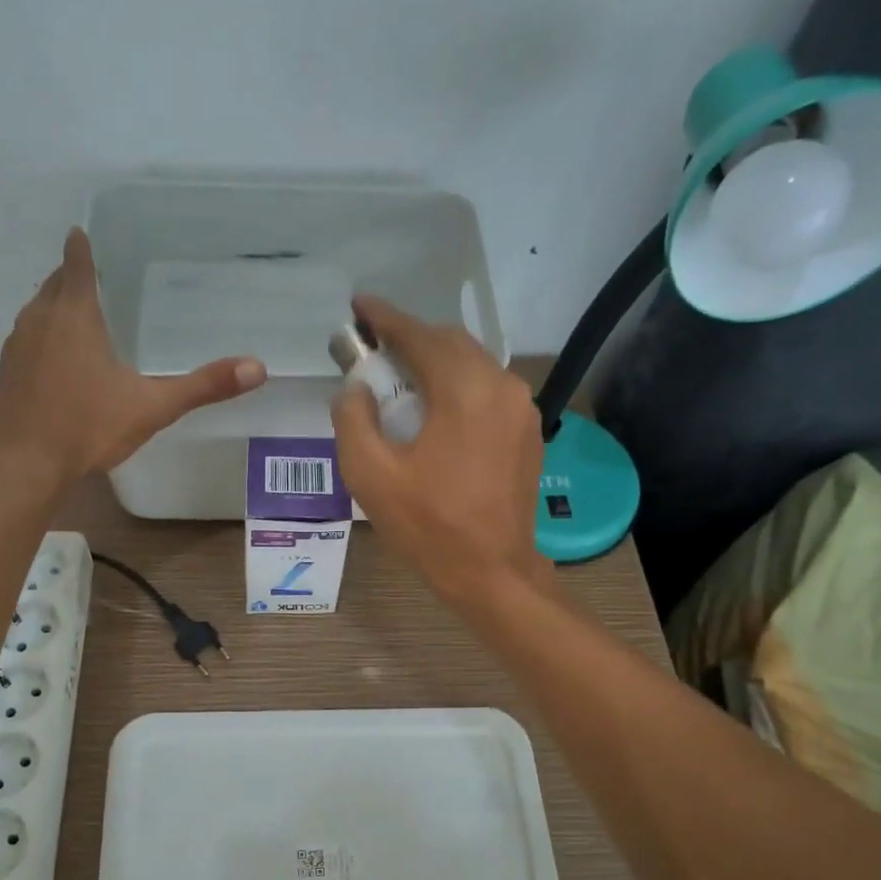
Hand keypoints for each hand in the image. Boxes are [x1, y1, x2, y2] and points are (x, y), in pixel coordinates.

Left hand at [0, 229, 265, 485]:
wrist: (24, 465)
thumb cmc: (88, 427)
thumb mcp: (152, 407)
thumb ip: (203, 387)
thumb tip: (257, 368)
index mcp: (74, 314)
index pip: (75, 262)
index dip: (82, 247)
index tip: (84, 234)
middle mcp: (39, 318)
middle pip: (55, 283)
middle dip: (72, 278)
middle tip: (97, 281)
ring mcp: (16, 345)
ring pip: (37, 312)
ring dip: (56, 309)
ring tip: (82, 320)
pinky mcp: (5, 373)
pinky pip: (27, 342)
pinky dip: (43, 341)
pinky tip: (59, 366)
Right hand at [331, 295, 550, 608]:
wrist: (492, 572)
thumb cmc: (429, 526)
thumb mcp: (370, 475)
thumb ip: (353, 420)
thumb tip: (355, 389)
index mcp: (464, 390)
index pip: (419, 336)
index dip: (385, 318)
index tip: (358, 307)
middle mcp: (501, 386)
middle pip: (450, 343)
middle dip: (410, 339)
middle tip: (374, 350)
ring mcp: (521, 409)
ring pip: (472, 365)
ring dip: (434, 363)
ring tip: (400, 379)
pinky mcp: (527, 432)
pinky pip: (486, 391)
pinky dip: (456, 387)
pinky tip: (434, 410)